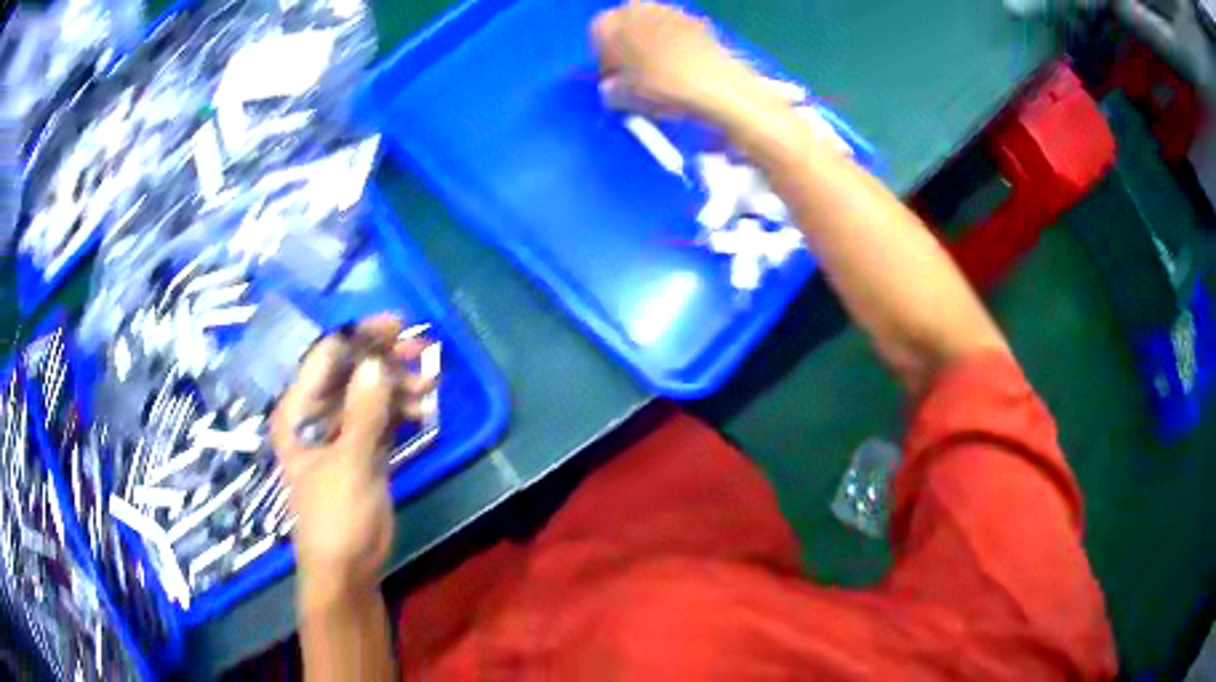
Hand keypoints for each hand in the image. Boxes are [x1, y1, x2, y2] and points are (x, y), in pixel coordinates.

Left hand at [270, 314, 433, 605]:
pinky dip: (401, 409)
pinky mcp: (361, 450)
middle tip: (420, 351)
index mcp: (297, 412)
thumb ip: (363, 413)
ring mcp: (340, 433)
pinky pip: (381, 417)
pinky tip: (423, 409)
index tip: (396, 326)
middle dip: (384, 359)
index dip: (358, 337)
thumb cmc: (335, 518)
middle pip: (349, 371)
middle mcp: (315, 415)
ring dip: (398, 385)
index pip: (324, 358)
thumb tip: (377, 363)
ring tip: (429, 387)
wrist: (347, 569)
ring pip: (369, 393)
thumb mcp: (349, 465)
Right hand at [591, 1, 775, 121]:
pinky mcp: (696, 19)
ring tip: (661, 76)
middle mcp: (636, 8)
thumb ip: (609, 90)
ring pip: (651, 29)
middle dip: (628, 49)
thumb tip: (612, 89)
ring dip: (652, 47)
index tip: (614, 79)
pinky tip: (682, 71)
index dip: (605, 60)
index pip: (596, 37)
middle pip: (625, 28)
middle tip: (636, 77)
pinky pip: (676, 34)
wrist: (715, 84)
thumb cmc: (660, 87)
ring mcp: (669, 10)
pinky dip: (676, 48)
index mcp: (609, 22)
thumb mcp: (621, 98)